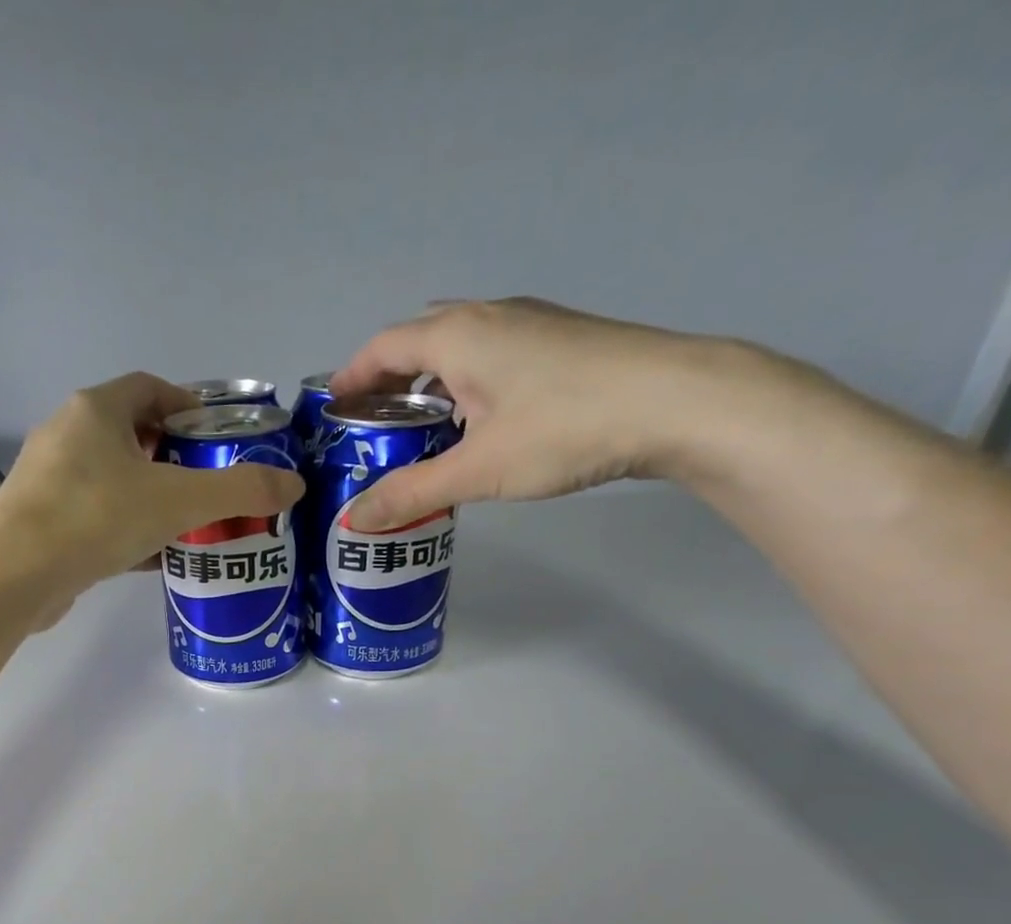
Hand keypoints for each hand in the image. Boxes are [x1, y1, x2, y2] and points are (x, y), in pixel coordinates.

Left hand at [0, 372, 303, 599]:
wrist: (15, 575)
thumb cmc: (96, 517)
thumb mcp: (179, 500)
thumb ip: (239, 490)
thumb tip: (294, 485)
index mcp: (96, 410)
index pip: (150, 388)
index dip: (189, 405)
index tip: (218, 436)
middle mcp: (67, 436)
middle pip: (134, 435)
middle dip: (176, 458)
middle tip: (212, 486)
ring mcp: (50, 481)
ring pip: (115, 481)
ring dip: (153, 497)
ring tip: (192, 524)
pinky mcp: (44, 524)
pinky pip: (99, 518)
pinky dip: (130, 530)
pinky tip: (157, 557)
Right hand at [331, 298, 745, 529]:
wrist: (678, 402)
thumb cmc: (564, 428)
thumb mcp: (477, 469)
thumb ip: (412, 493)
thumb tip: (354, 519)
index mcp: (457, 335)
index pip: (384, 346)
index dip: (352, 376)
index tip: (332, 407)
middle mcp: (490, 316)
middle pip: (420, 341)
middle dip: (389, 381)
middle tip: (374, 426)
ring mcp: (530, 324)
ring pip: (460, 349)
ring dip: (431, 384)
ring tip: (420, 432)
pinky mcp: (561, 342)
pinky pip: (492, 357)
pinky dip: (467, 385)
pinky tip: (479, 425)